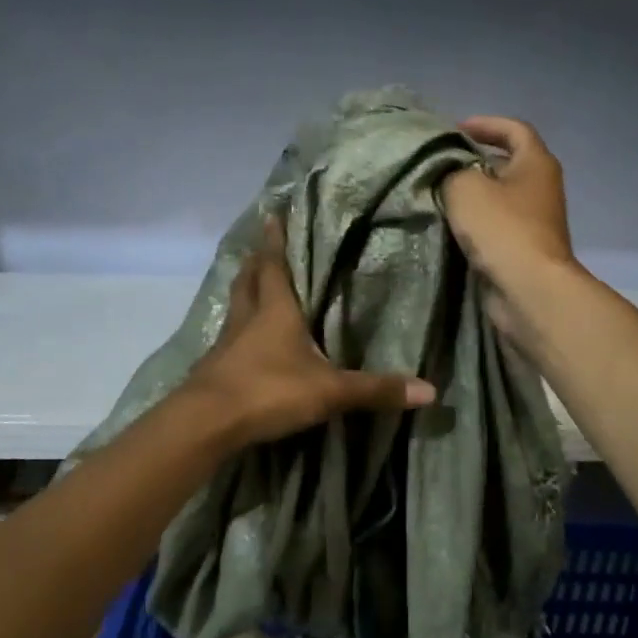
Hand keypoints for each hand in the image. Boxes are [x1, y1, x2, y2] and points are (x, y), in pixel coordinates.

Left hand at [185, 214, 435, 445]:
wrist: (207, 423)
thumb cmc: (269, 390)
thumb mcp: (329, 391)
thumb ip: (375, 389)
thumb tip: (430, 390)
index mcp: (275, 310)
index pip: (274, 265)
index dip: (274, 240)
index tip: (272, 214)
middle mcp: (247, 318)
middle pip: (248, 280)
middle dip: (256, 262)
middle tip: (261, 248)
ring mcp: (226, 343)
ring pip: (235, 307)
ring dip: (244, 291)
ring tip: (253, 285)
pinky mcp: (214, 368)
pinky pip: (228, 338)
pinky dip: (236, 330)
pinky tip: (244, 342)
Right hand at [442, 116, 576, 293]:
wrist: (528, 289)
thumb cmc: (502, 228)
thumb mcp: (464, 187)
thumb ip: (450, 170)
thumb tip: (447, 172)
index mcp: (536, 163)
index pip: (514, 129)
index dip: (485, 124)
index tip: (455, 128)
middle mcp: (541, 188)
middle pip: (506, 164)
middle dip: (473, 161)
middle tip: (440, 164)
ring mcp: (535, 221)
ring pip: (499, 197)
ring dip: (472, 195)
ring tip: (437, 194)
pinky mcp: (524, 248)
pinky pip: (496, 226)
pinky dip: (475, 222)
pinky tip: (449, 226)